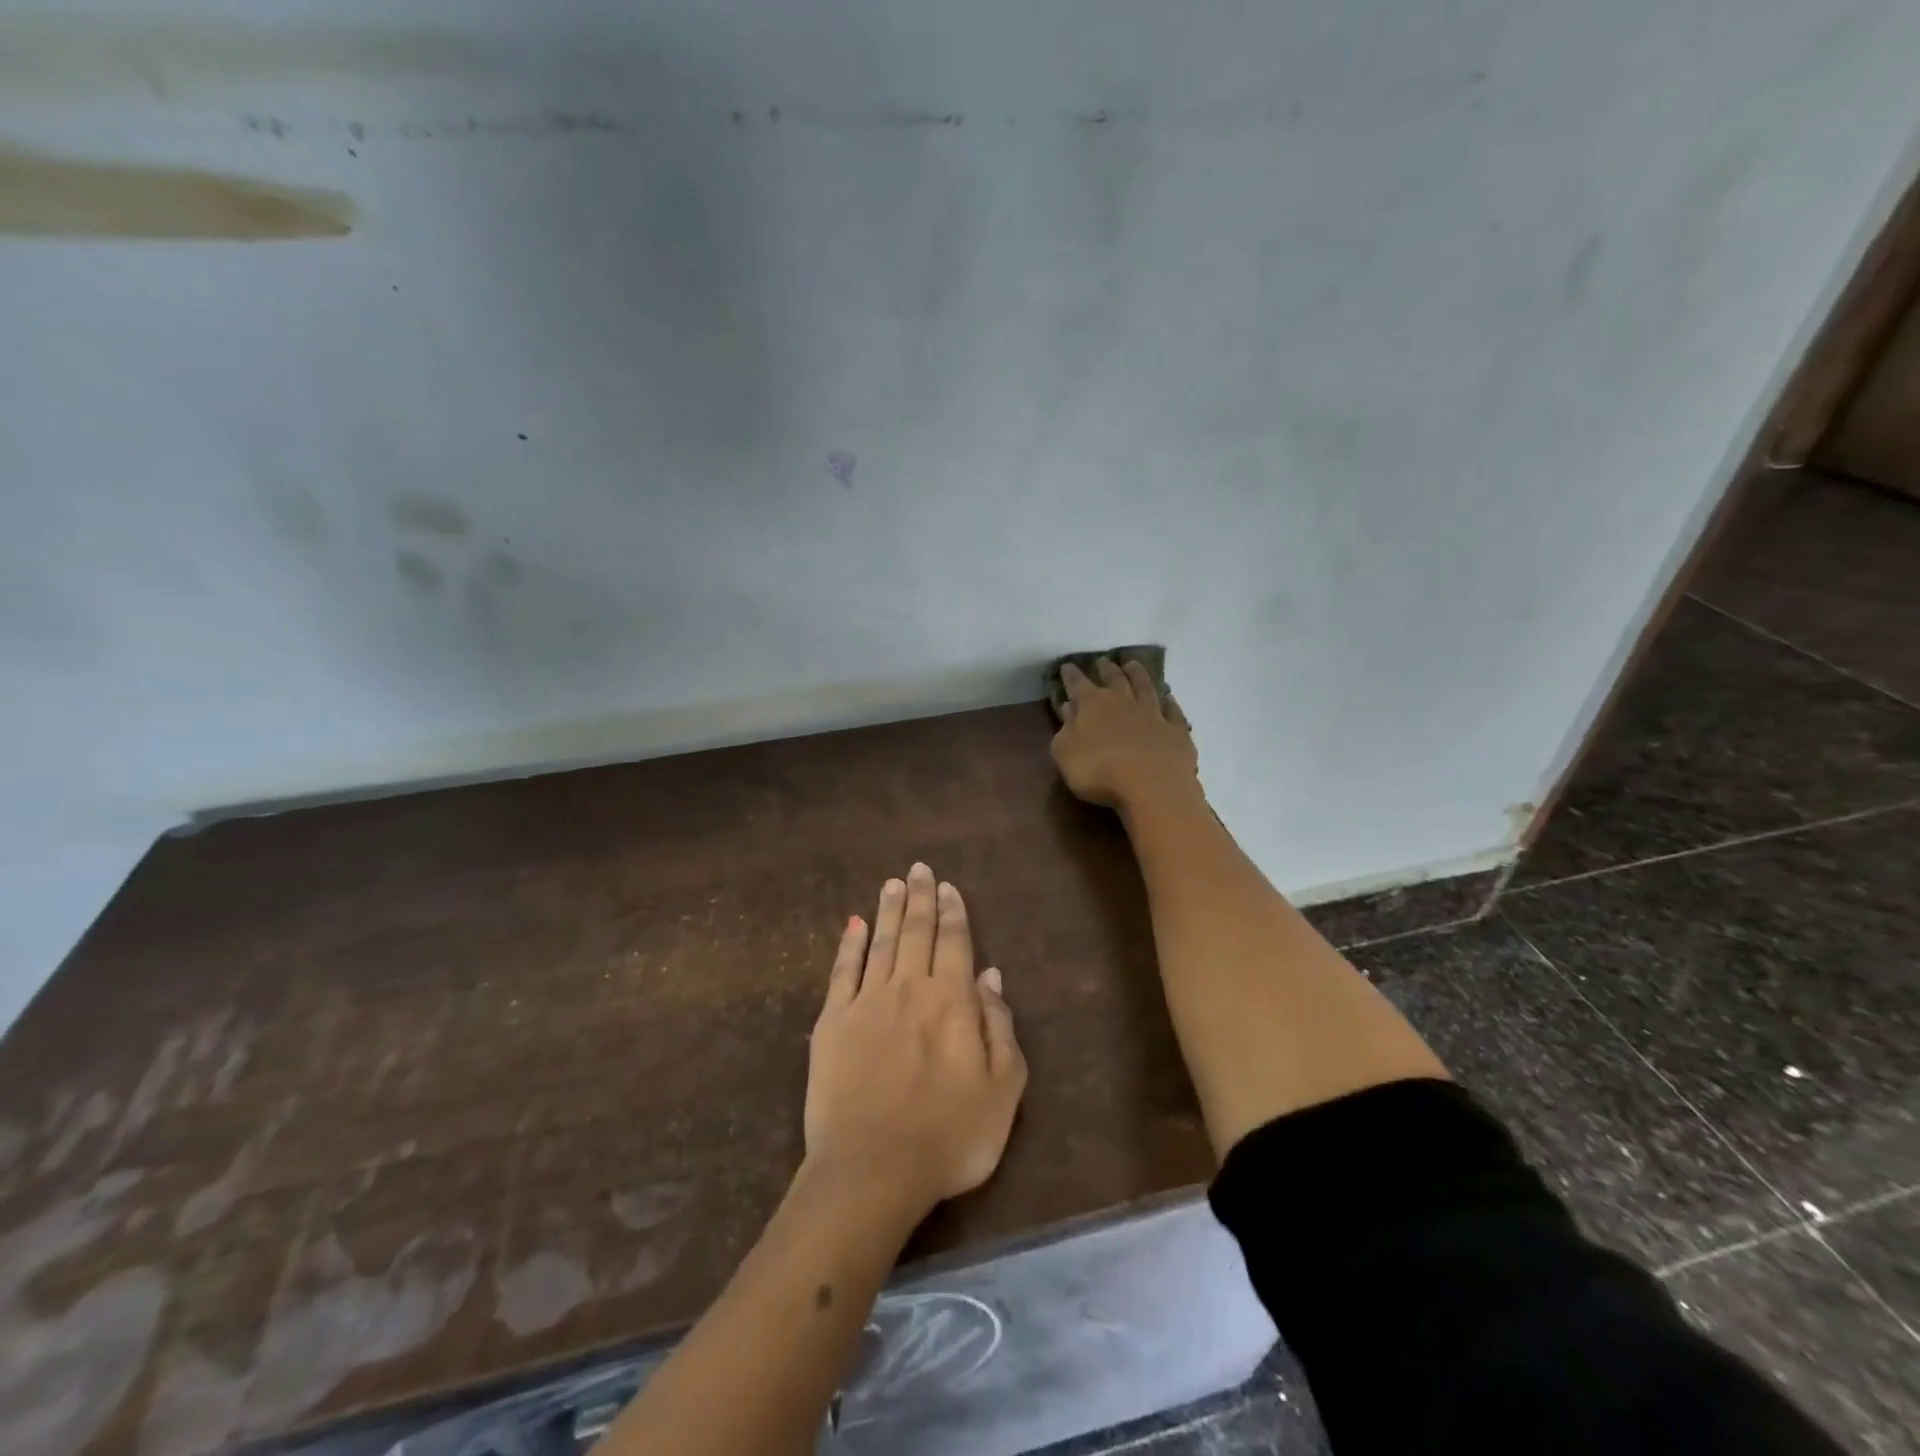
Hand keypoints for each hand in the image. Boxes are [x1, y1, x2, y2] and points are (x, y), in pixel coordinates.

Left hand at [805, 864, 1026, 1217]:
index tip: (947, 886)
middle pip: (915, 932)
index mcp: (951, 1000)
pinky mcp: (831, 1023)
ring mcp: (866, 1002)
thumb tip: (990, 975)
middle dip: (919, 898)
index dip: (952, 912)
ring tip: (892, 883)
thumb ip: (999, 1026)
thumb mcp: (1002, 1088)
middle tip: (918, 868)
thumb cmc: (949, 1135)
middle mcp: (909, 988)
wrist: (872, 1170)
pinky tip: (852, 924)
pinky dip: (848, 945)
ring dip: (887, 910)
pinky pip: (842, 972)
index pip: (954, 942)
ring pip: (880, 943)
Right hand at [1050, 657, 1200, 809]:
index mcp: (1092, 705)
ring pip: (1145, 687)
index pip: (1077, 684)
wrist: (1150, 785)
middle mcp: (1123, 702)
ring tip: (1133, 665)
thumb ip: (1065, 730)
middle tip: (1103, 661)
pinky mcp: (1176, 730)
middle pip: (1114, 679)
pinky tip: (1168, 698)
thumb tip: (1068, 709)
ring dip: (1138, 674)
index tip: (1067, 666)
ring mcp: (1153, 714)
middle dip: (1106, 669)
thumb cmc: (1098, 770)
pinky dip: (1169, 702)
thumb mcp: (1065, 753)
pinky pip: (1173, 710)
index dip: (1071, 675)